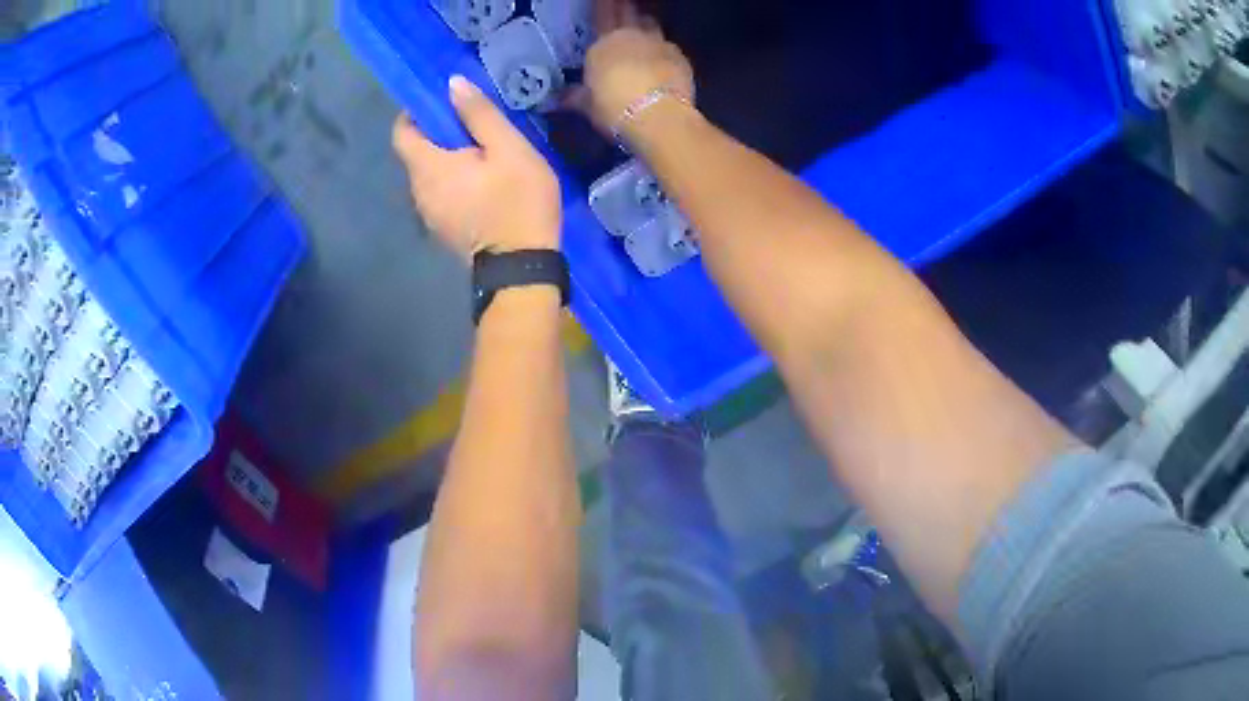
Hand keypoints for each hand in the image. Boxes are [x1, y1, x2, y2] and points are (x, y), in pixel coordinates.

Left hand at [393, 75, 561, 258]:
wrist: (522, 268)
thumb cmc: (517, 202)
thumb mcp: (509, 148)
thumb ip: (479, 114)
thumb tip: (452, 84)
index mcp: (428, 167)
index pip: (401, 132)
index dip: (416, 112)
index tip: (443, 103)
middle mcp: (418, 191)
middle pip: (416, 153)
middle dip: (438, 134)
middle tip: (475, 125)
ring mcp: (429, 214)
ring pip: (429, 174)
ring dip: (447, 159)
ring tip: (483, 154)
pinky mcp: (443, 229)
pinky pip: (440, 194)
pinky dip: (453, 181)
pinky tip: (483, 182)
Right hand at [567, 0, 694, 142]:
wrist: (658, 115)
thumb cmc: (614, 108)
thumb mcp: (589, 106)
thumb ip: (575, 97)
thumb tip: (558, 100)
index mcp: (603, 43)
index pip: (602, 14)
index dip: (603, 6)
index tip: (603, 1)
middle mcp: (630, 36)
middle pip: (628, 12)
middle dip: (624, 8)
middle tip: (622, 5)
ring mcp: (658, 43)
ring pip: (650, 23)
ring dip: (645, 24)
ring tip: (642, 29)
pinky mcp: (680, 56)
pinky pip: (669, 46)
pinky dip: (664, 49)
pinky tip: (663, 59)